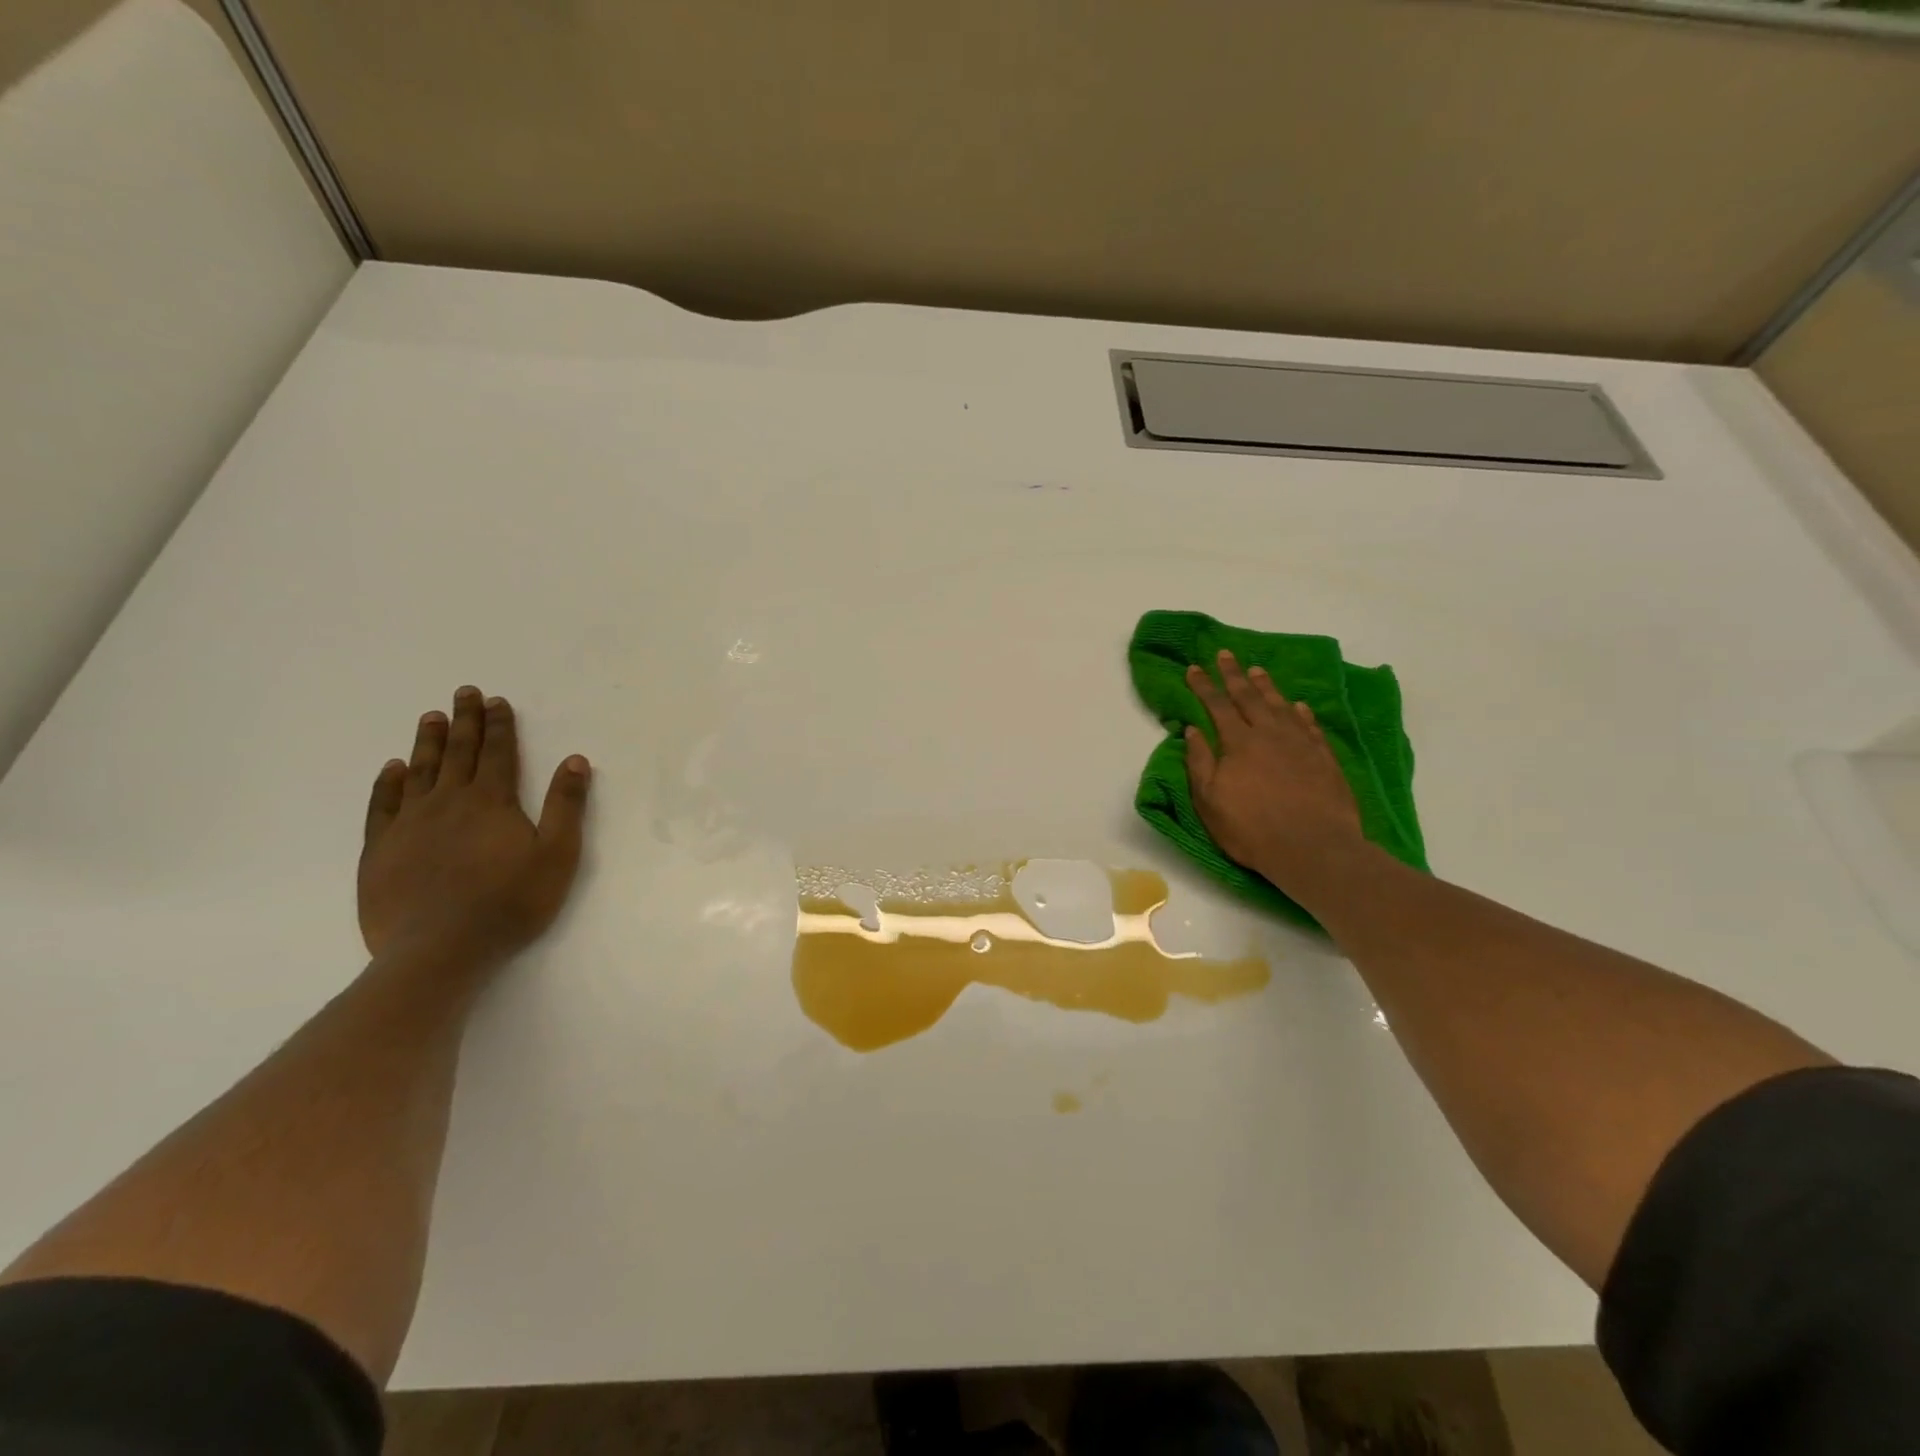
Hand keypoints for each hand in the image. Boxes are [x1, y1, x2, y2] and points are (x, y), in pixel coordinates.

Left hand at [358, 686, 591, 963]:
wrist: (439, 950)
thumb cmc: (510, 902)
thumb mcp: (557, 854)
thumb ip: (566, 806)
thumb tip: (574, 760)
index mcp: (492, 801)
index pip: (498, 753)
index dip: (499, 725)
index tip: (496, 700)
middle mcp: (448, 802)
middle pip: (459, 753)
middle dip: (465, 721)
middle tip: (464, 692)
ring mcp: (409, 824)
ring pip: (420, 771)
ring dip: (428, 743)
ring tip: (431, 718)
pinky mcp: (380, 850)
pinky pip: (382, 805)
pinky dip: (387, 783)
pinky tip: (391, 769)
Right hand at [1184, 650, 1366, 892]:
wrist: (1313, 847)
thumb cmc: (1252, 828)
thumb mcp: (1210, 800)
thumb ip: (1200, 762)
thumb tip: (1192, 730)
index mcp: (1238, 743)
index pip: (1217, 705)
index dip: (1204, 686)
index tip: (1193, 668)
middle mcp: (1269, 734)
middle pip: (1249, 696)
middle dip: (1234, 674)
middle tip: (1225, 654)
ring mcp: (1300, 744)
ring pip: (1280, 705)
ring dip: (1266, 686)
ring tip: (1257, 670)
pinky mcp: (1324, 758)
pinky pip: (1310, 725)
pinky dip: (1301, 712)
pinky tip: (1298, 705)